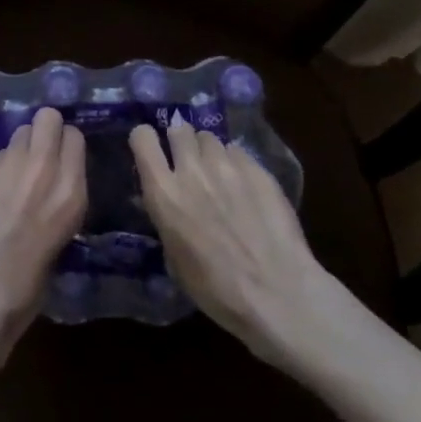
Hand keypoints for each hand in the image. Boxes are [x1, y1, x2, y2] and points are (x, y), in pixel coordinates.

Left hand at [0, 106, 87, 380]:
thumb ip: (57, 202)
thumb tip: (51, 186)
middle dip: (44, 131)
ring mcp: (6, 167)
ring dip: (19, 148)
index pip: (74, 137)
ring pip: (19, 133)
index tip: (60, 158)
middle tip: (37, 154)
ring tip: (12, 174)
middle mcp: (42, 170)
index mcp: (70, 192)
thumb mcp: (60, 241)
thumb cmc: (24, 289)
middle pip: (47, 118)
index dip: (65, 145)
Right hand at [131, 118, 338, 367]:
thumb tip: (168, 203)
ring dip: (209, 153)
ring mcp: (227, 165)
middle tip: (189, 165)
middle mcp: (191, 169)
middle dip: (181, 142)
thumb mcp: (174, 258)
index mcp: (164, 192)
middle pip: (179, 128)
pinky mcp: (257, 168)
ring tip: (220, 176)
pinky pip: (238, 152)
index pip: (142, 138)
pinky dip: (237, 164)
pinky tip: (247, 188)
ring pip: (210, 138)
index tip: (153, 154)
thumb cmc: (217, 290)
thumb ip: (167, 218)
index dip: (146, 141)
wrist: (278, 293)